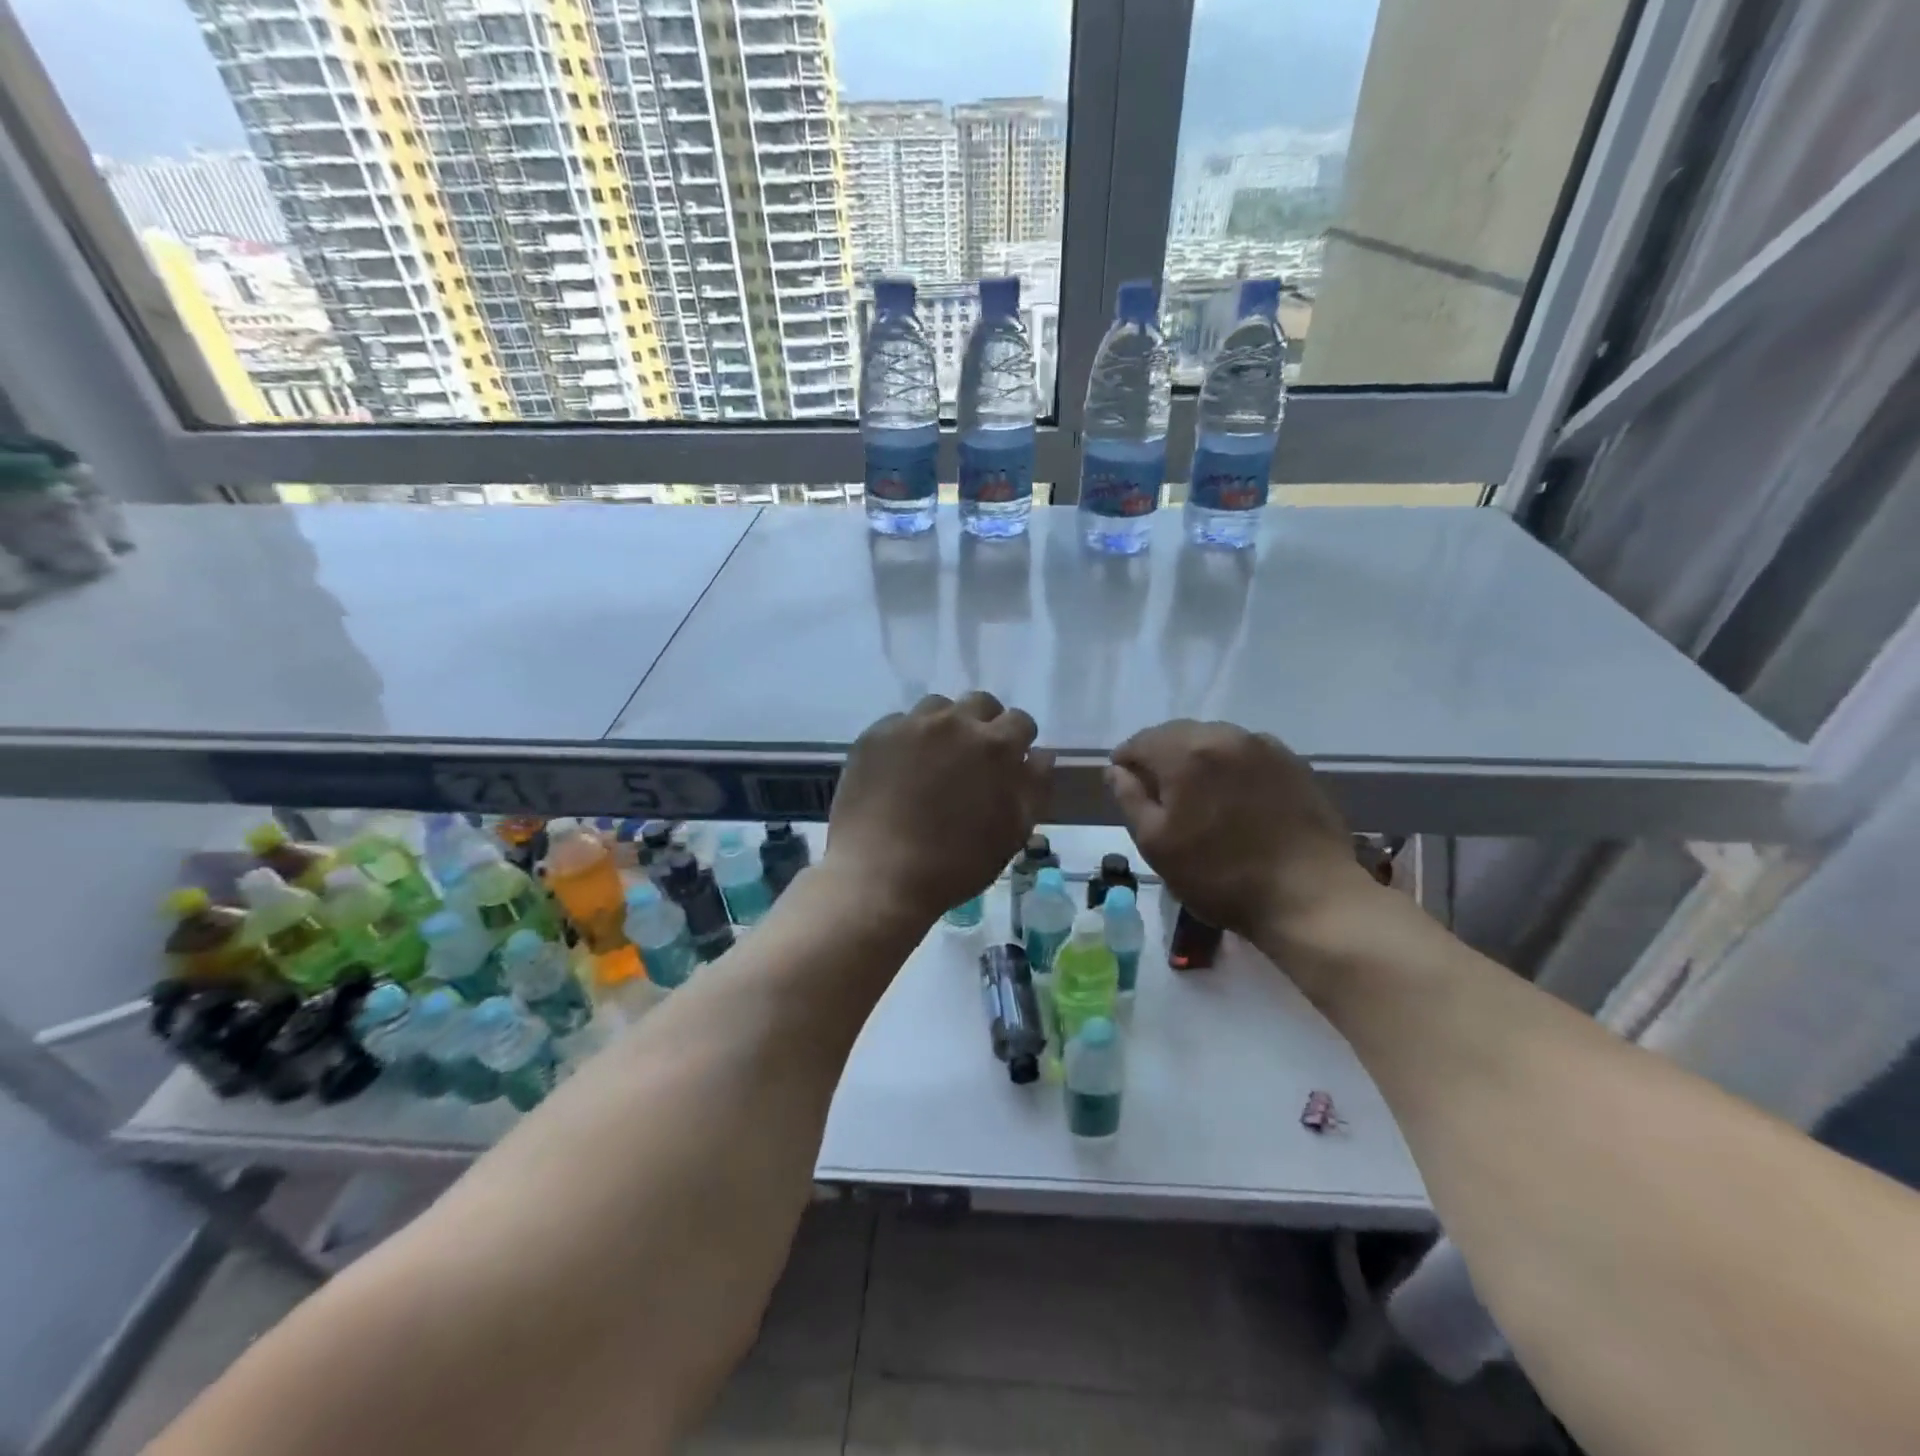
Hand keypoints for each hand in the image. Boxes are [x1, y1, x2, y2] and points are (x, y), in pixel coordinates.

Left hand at [826, 693, 1052, 924]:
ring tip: (935, 760)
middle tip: (973, 759)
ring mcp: (910, 725)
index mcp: (996, 746)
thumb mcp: (1013, 833)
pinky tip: (900, 769)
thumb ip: (1035, 786)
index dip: (1018, 742)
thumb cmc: (956, 863)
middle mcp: (955, 723)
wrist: (880, 876)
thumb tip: (1040, 753)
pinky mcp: (875, 736)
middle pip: (980, 703)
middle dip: (984, 725)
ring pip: (938, 707)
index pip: (1020, 721)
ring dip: (945, 726)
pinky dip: (907, 739)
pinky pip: (900, 723)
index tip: (1009, 763)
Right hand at [1106, 720, 1377, 943]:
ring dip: (1197, 760)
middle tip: (1159, 795)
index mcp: (1186, 752)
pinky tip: (1235, 799)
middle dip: (1161, 758)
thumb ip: (1130, 799)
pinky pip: (1247, 754)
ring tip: (1198, 798)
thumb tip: (1116, 770)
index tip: (1124, 786)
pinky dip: (1230, 767)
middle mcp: (1225, 736)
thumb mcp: (1156, 844)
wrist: (1309, 897)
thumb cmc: (1219, 876)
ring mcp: (1265, 747)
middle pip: (1178, 735)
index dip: (1126, 762)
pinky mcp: (1294, 764)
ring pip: (1214, 741)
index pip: (1141, 741)